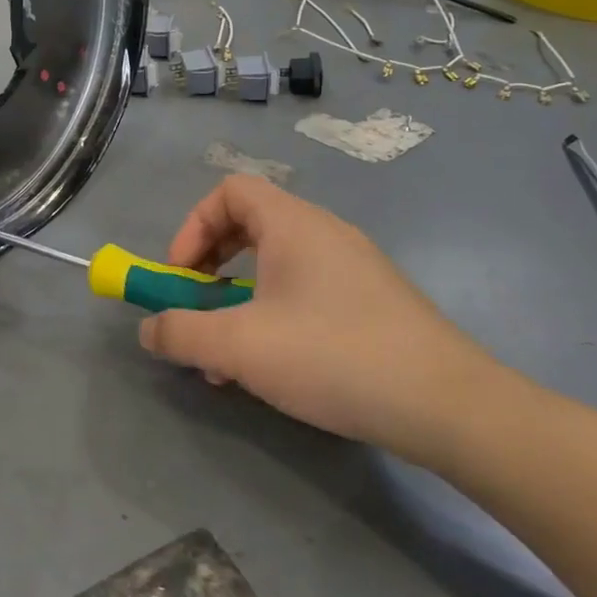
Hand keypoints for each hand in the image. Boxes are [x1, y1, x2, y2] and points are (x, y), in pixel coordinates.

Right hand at [137, 176, 503, 452]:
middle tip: (197, 308)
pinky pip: (305, 293)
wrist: (448, 406)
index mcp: (294, 224)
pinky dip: (273, 317)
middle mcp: (325, 234)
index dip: (193, 226)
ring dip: (238, 301)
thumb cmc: (333, 356)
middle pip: (249, 226)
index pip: (230, 190)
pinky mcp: (372, 304)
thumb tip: (148, 330)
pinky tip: (271, 369)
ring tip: (226, 357)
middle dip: (210, 267)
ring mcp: (354, 269)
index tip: (181, 275)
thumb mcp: (239, 347)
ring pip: (276, 267)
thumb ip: (181, 333)